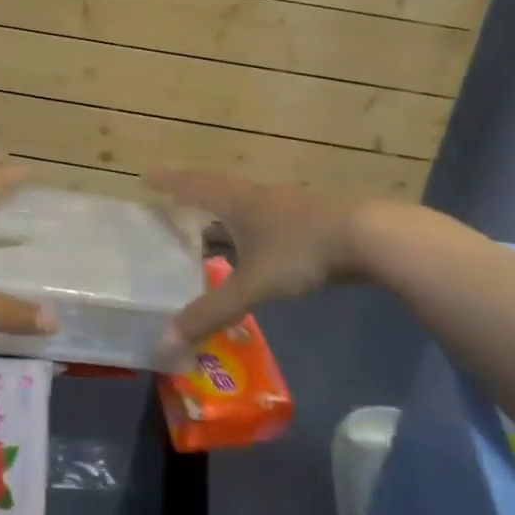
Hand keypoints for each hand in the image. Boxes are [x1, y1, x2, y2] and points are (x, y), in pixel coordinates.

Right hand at [145, 171, 371, 345]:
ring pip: (243, 200)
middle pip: (217, 187)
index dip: (169, 182)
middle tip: (172, 195)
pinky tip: (255, 239)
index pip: (193, 186)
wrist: (368, 237)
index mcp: (236, 202)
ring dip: (222, 205)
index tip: (146, 174)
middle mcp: (257, 195)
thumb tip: (166, 340)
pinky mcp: (308, 217)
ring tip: (208, 218)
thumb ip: (212, 312)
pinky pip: (265, 214)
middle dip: (192, 191)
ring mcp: (285, 203)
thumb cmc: (301, 251)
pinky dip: (248, 222)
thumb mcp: (253, 285)